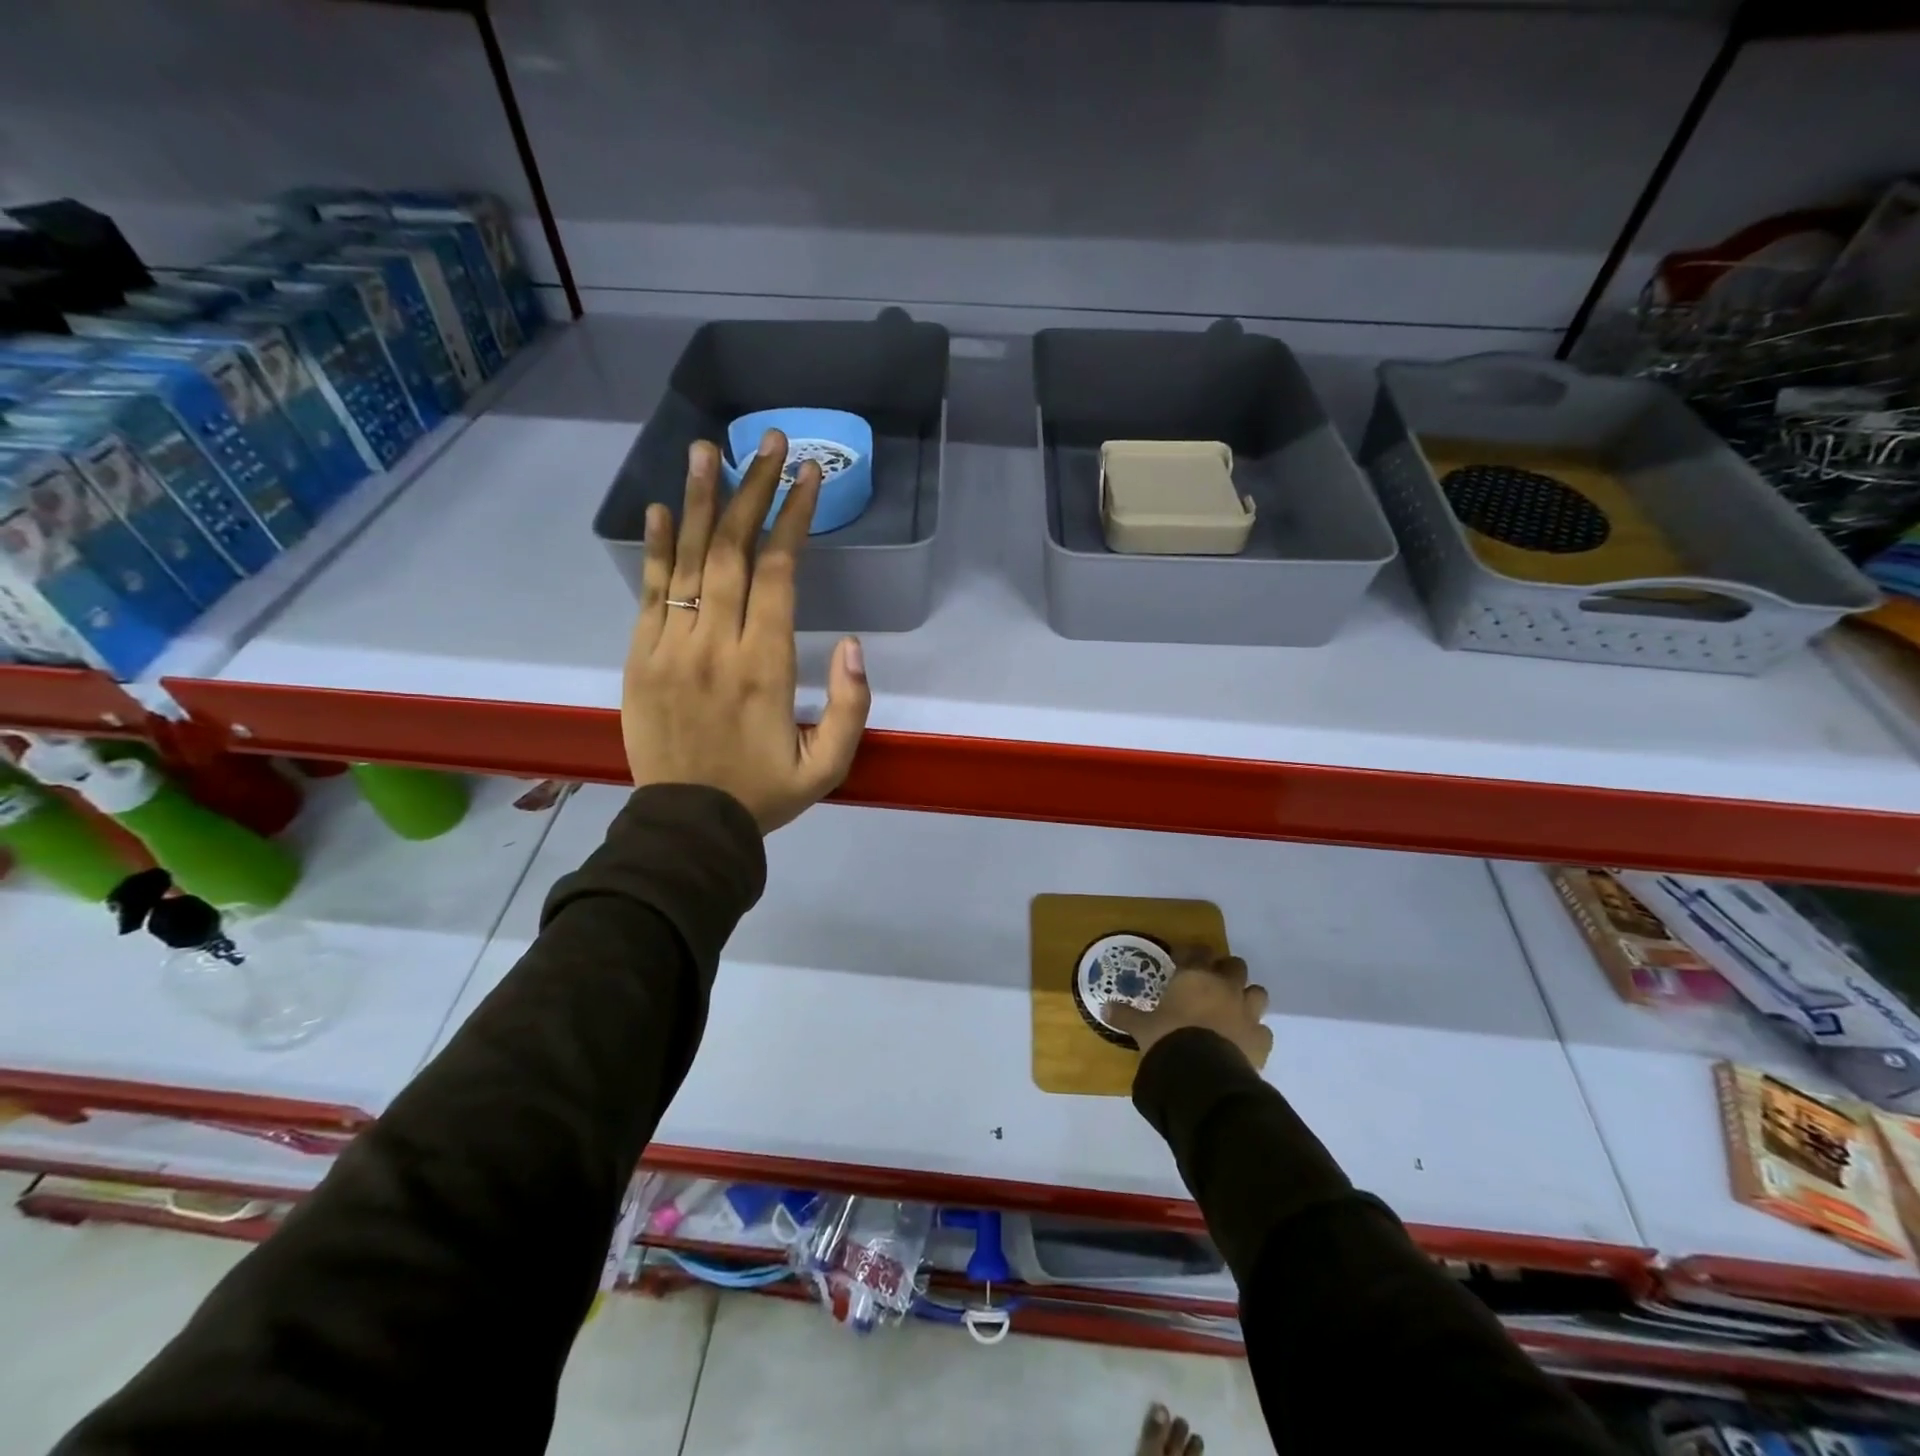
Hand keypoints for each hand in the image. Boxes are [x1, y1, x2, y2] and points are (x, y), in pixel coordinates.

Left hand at [622, 430, 871, 832]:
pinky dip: (653, 548)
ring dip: (698, 500)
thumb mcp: (829, 766)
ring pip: (686, 560)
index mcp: (765, 667)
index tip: (807, 474)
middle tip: (765, 439)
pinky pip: (647, 593)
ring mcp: (669, 648)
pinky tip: (660, 509)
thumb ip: (851, 707)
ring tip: (707, 448)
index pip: (778, 573)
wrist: (687, 827)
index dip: (793, 517)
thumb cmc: (764, 794)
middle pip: (731, 550)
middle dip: (751, 488)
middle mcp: (715, 645)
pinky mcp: (639, 658)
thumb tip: (852, 643)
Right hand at [1103, 952, 1272, 1068]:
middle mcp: (1224, 987)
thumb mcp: (1141, 1027)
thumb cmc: (1168, 1038)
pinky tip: (1243, 1041)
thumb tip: (1103, 1008)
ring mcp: (1247, 1012)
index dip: (1191, 954)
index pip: (1197, 951)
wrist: (1203, 1073)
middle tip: (1211, 984)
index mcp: (1195, 977)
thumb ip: (1125, 1015)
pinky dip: (1254, 1033)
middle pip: (1235, 966)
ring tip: (1233, 1009)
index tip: (1181, 961)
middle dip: (1225, 972)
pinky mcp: (1261, 1039)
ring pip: (1257, 992)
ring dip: (1246, 997)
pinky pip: (1263, 1030)